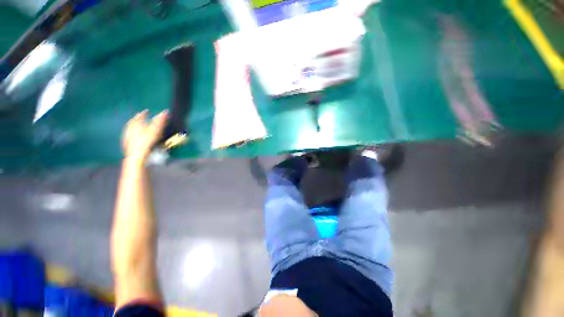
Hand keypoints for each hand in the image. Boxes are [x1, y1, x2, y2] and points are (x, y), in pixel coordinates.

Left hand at [122, 110, 167, 160]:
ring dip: (134, 128)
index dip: (143, 113)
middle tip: (141, 119)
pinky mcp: (127, 144)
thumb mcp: (156, 131)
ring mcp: (127, 137)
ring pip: (130, 130)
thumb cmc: (147, 142)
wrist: (137, 157)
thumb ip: (160, 121)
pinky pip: (129, 137)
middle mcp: (129, 129)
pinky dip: (133, 136)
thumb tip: (165, 112)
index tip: (146, 111)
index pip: (139, 116)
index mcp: (135, 124)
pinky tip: (136, 139)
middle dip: (137, 120)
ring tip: (139, 128)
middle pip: (133, 122)